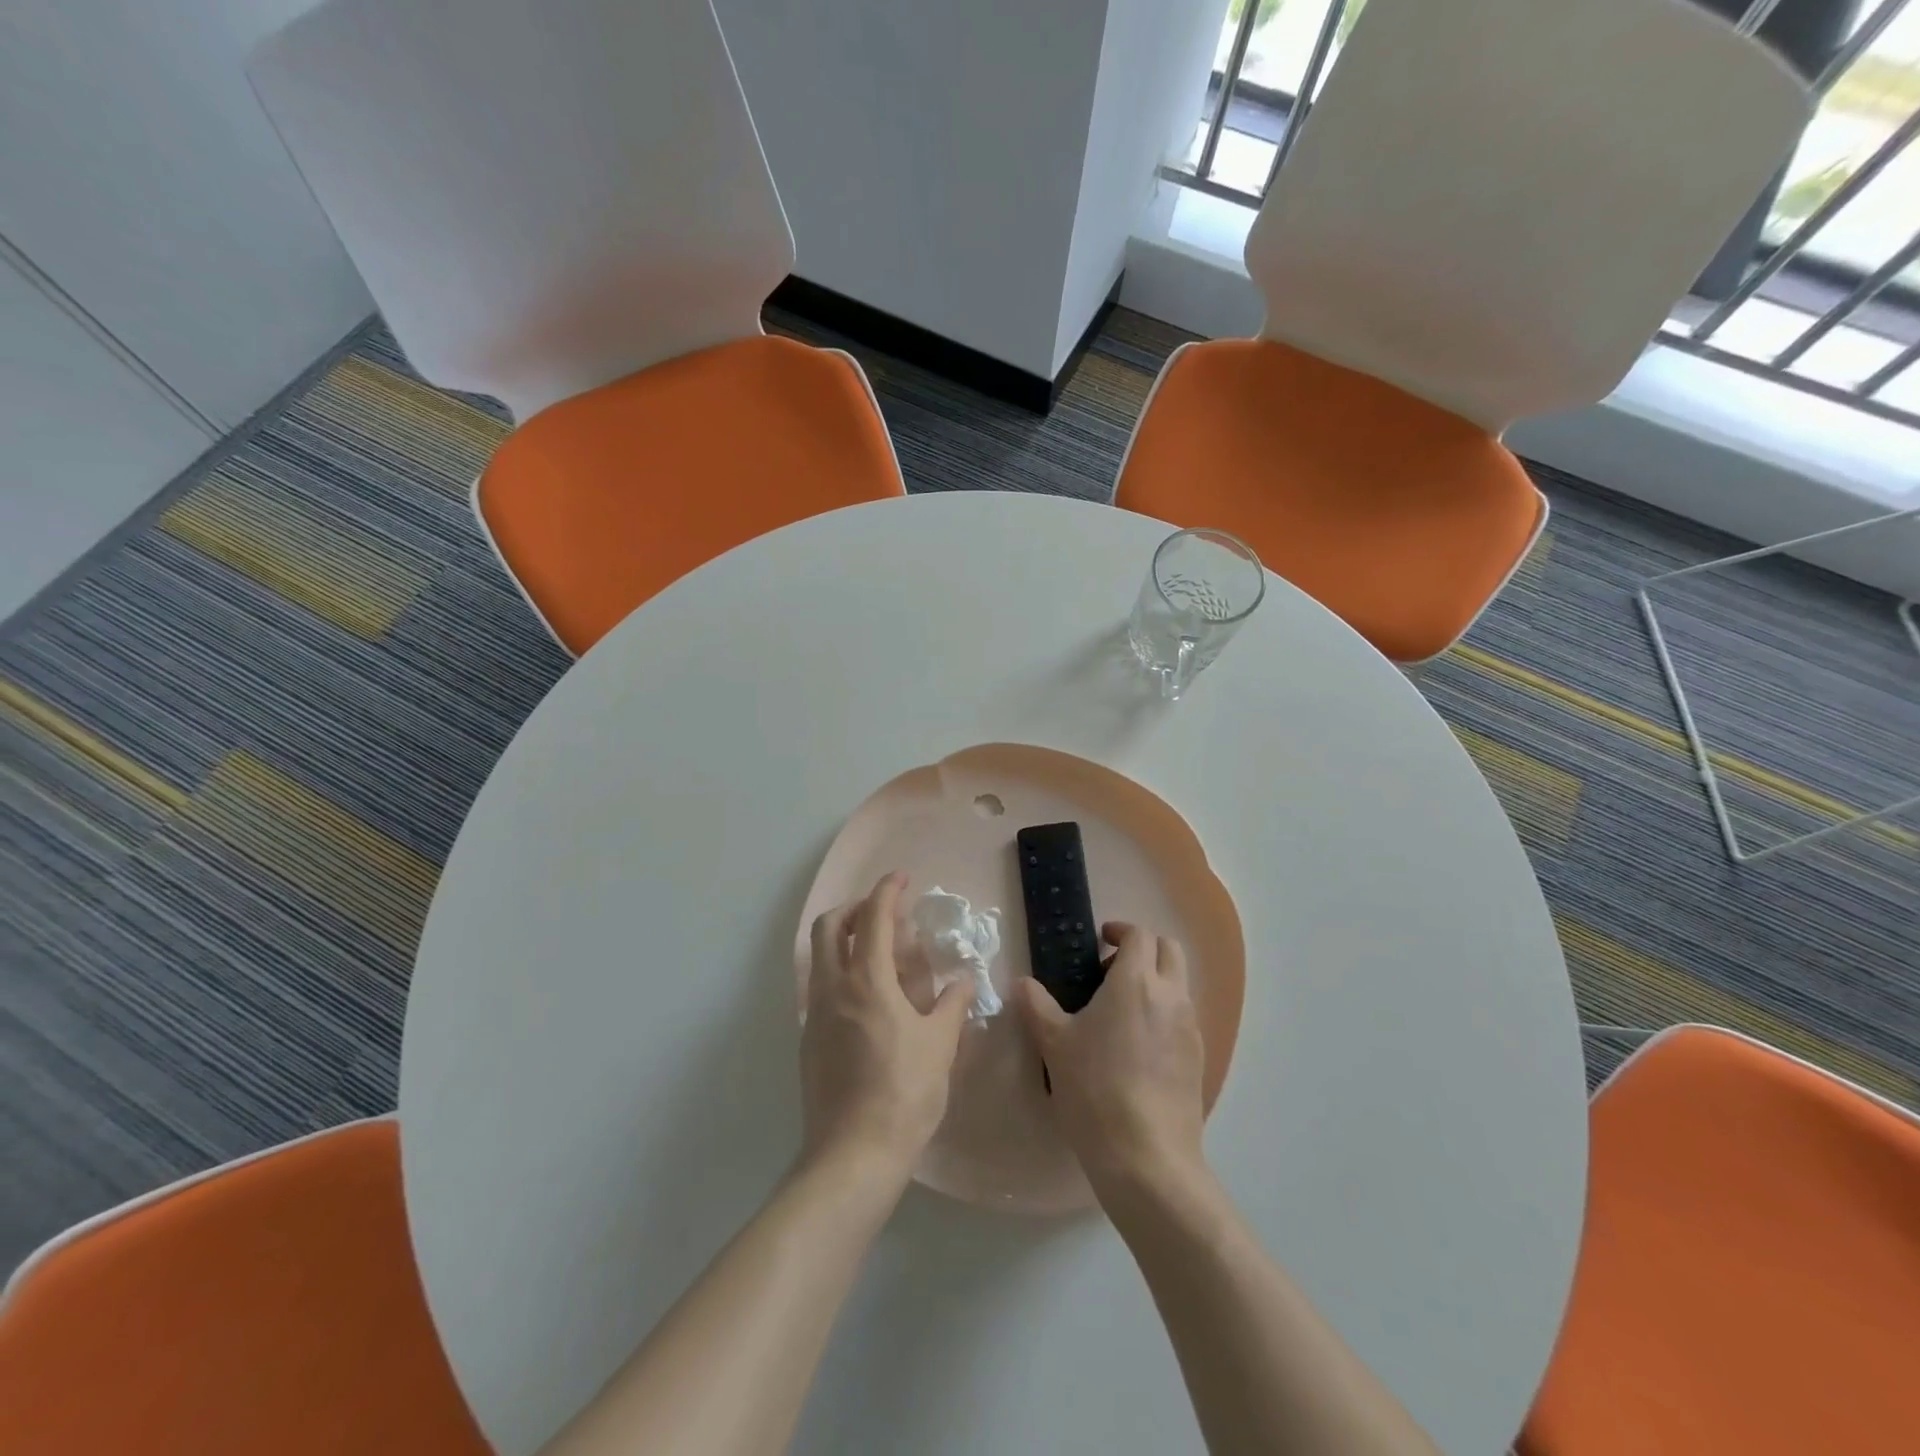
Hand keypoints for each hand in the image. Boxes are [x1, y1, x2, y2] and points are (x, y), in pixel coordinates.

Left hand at [801, 872, 973, 1182]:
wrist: (852, 1156)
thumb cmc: (904, 1094)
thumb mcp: (940, 1046)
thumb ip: (951, 1005)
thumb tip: (962, 981)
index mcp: (867, 981)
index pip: (874, 918)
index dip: (888, 891)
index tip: (903, 878)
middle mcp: (833, 988)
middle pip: (829, 927)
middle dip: (855, 908)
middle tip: (884, 914)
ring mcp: (815, 1015)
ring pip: (819, 956)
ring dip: (844, 939)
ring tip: (878, 952)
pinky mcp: (808, 1041)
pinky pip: (820, 987)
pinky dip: (839, 971)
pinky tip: (867, 998)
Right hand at [1016, 922, 1206, 1198]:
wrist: (1147, 1158)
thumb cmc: (1095, 1090)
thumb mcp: (1055, 1045)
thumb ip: (1036, 1006)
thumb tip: (1021, 983)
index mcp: (1136, 982)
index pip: (1139, 934)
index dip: (1119, 931)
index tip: (1099, 942)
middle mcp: (1171, 996)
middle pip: (1169, 950)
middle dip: (1143, 949)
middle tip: (1109, 971)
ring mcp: (1190, 1028)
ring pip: (1179, 984)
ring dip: (1155, 981)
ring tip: (1119, 1011)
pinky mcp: (1198, 1058)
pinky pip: (1183, 1017)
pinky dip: (1164, 1012)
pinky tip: (1137, 1046)